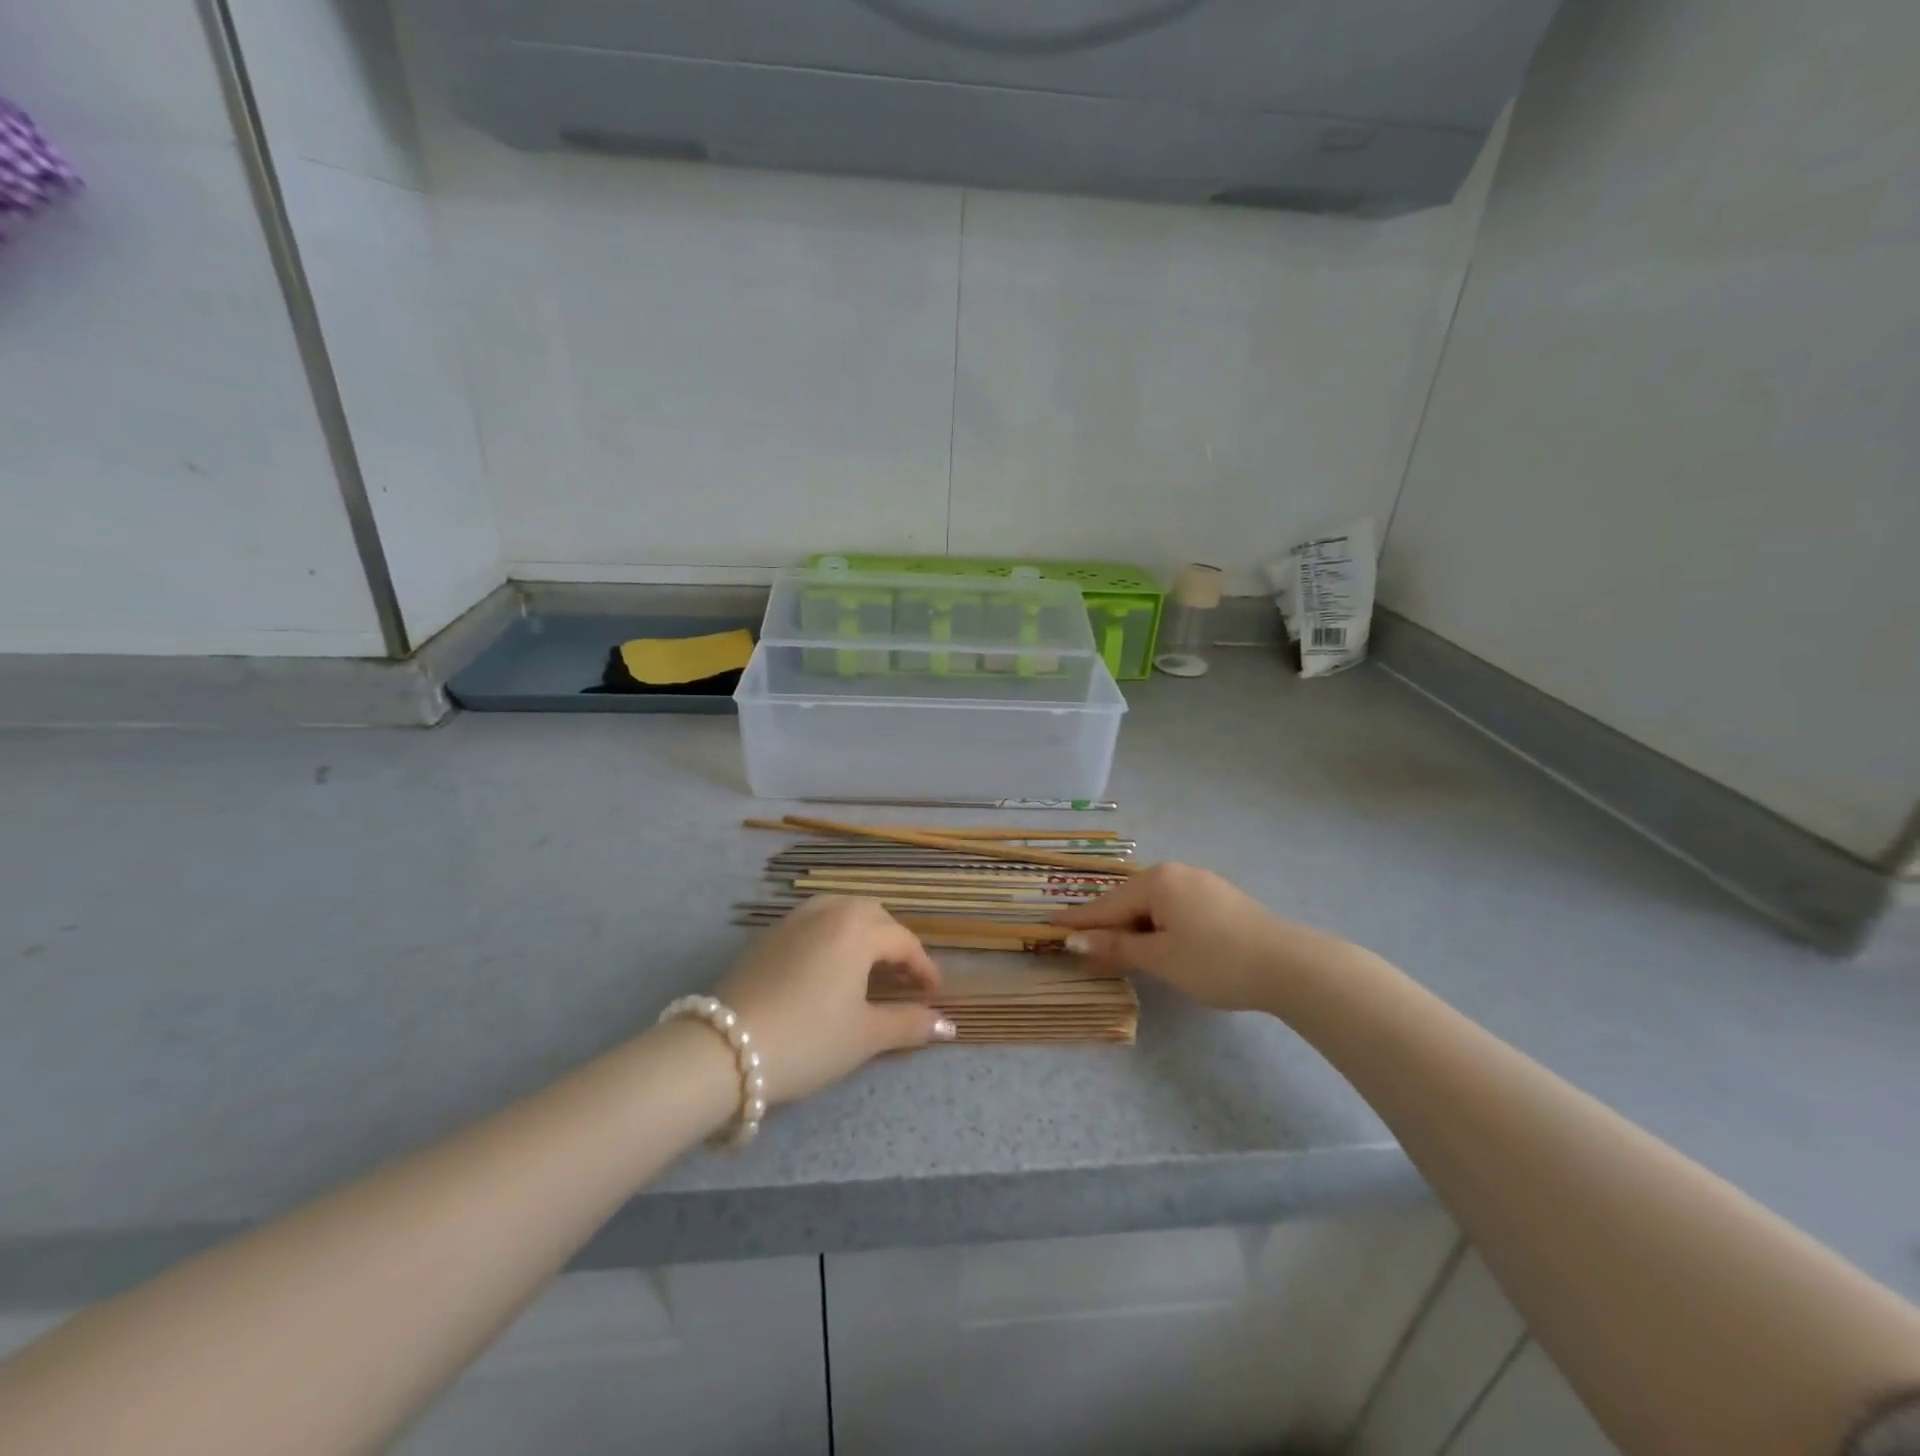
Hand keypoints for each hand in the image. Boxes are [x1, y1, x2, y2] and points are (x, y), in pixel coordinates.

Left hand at [713, 896, 954, 1105]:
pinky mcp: (766, 936)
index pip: (904, 941)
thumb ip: (909, 1024)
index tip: (934, 994)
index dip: (924, 968)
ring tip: (866, 968)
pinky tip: (826, 969)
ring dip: (861, 933)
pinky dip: (831, 936)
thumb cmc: (807, 1039)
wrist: (724, 1049)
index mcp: (857, 929)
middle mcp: (827, 911)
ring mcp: (792, 920)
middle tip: (902, 979)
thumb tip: (948, 1025)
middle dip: (893, 943)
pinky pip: (812, 922)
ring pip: (839, 911)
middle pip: (873, 916)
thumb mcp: (864, 1036)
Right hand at [1052, 863, 1356, 1012]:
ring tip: (1115, 948)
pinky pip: (1174, 908)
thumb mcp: (1160, 958)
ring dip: (1133, 926)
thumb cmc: (1215, 961)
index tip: (1049, 926)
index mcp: (1157, 881)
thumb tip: (1075, 943)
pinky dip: (1158, 926)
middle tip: (1080, 944)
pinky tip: (1157, 942)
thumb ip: (1116, 948)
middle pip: (1129, 900)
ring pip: (1153, 905)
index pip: (1106, 904)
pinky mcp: (1220, 899)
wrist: (1290, 965)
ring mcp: (1201, 883)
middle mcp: (1176, 872)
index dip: (1078, 921)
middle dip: (1106, 924)